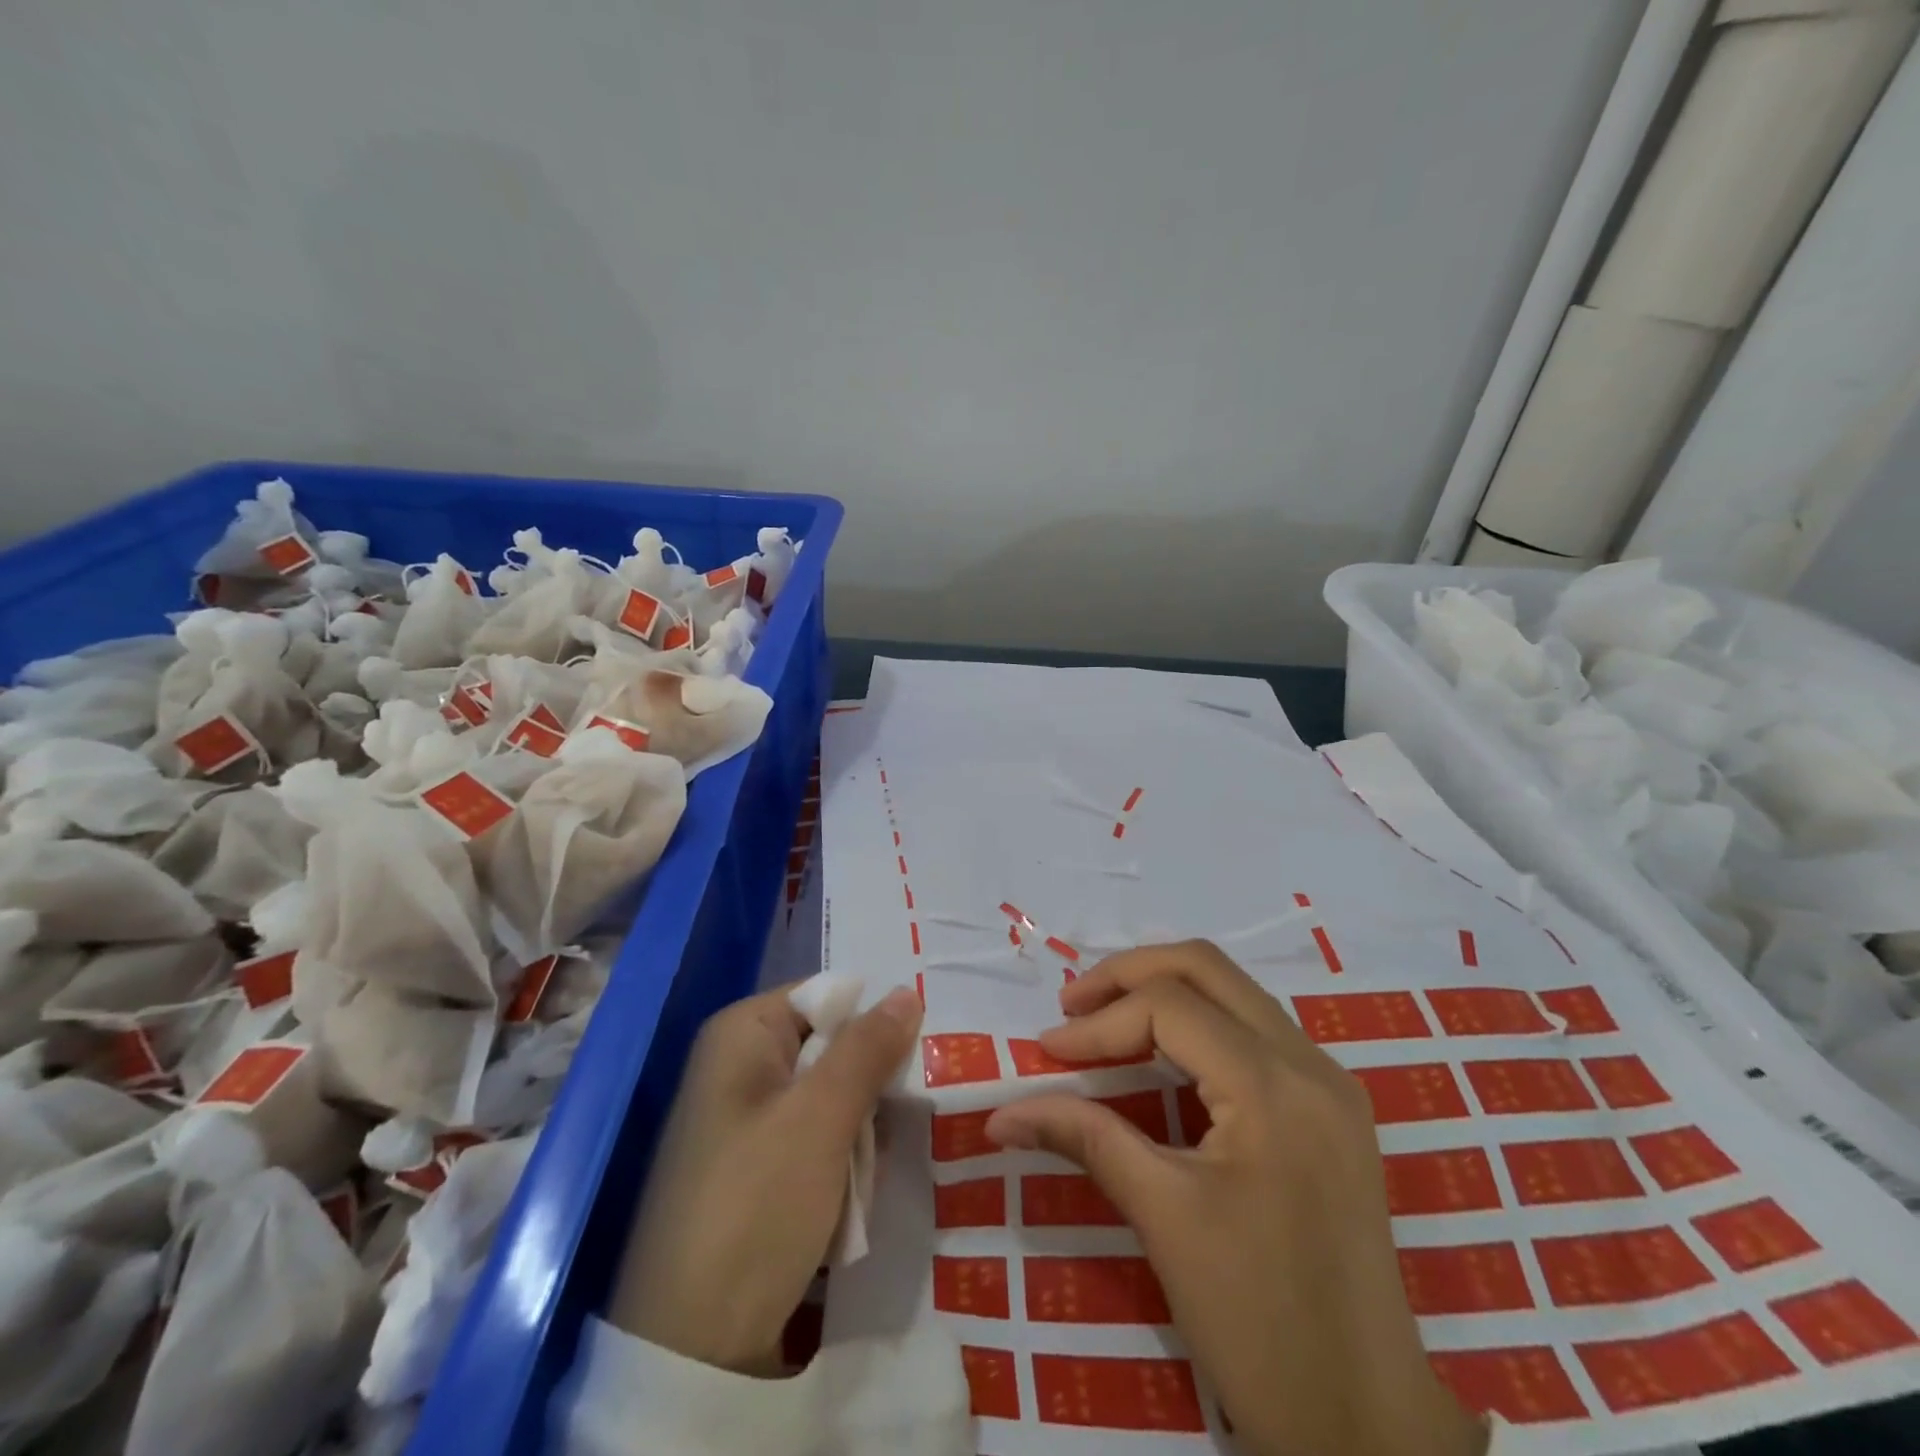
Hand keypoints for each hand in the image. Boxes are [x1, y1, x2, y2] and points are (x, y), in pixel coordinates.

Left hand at [609, 983, 922, 1375]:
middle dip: (869, 1086)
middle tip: (900, 1119)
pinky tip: (851, 1200)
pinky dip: (841, 1163)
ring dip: (861, 1132)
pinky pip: (816, 1140)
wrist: (691, 1349)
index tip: (919, 1054)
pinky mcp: (755, 1168)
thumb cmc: (756, 1205)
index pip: (827, 995)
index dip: (873, 1021)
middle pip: (832, 1047)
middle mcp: (740, 1065)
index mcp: (743, 1033)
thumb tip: (907, 991)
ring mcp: (745, 1120)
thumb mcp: (821, 1118)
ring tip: (868, 1173)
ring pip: (832, 1098)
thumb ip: (867, 1049)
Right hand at [986, 942, 1486, 1455]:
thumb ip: (1084, 1138)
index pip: (1167, 1007)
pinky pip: (1255, 1029)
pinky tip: (1160, 1054)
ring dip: (1164, 992)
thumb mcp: (1163, 1218)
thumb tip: (1002, 1114)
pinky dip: (1198, 1022)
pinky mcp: (1331, 1107)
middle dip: (1129, 973)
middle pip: (1206, 967)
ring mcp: (1328, 1082)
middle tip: (1074, 1005)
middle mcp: (1309, 1062)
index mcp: (1273, 1086)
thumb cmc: (1261, 1325)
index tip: (1046, 1054)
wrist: (1371, 1428)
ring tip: (1105, 1022)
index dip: (1098, 1023)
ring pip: (1234, 990)